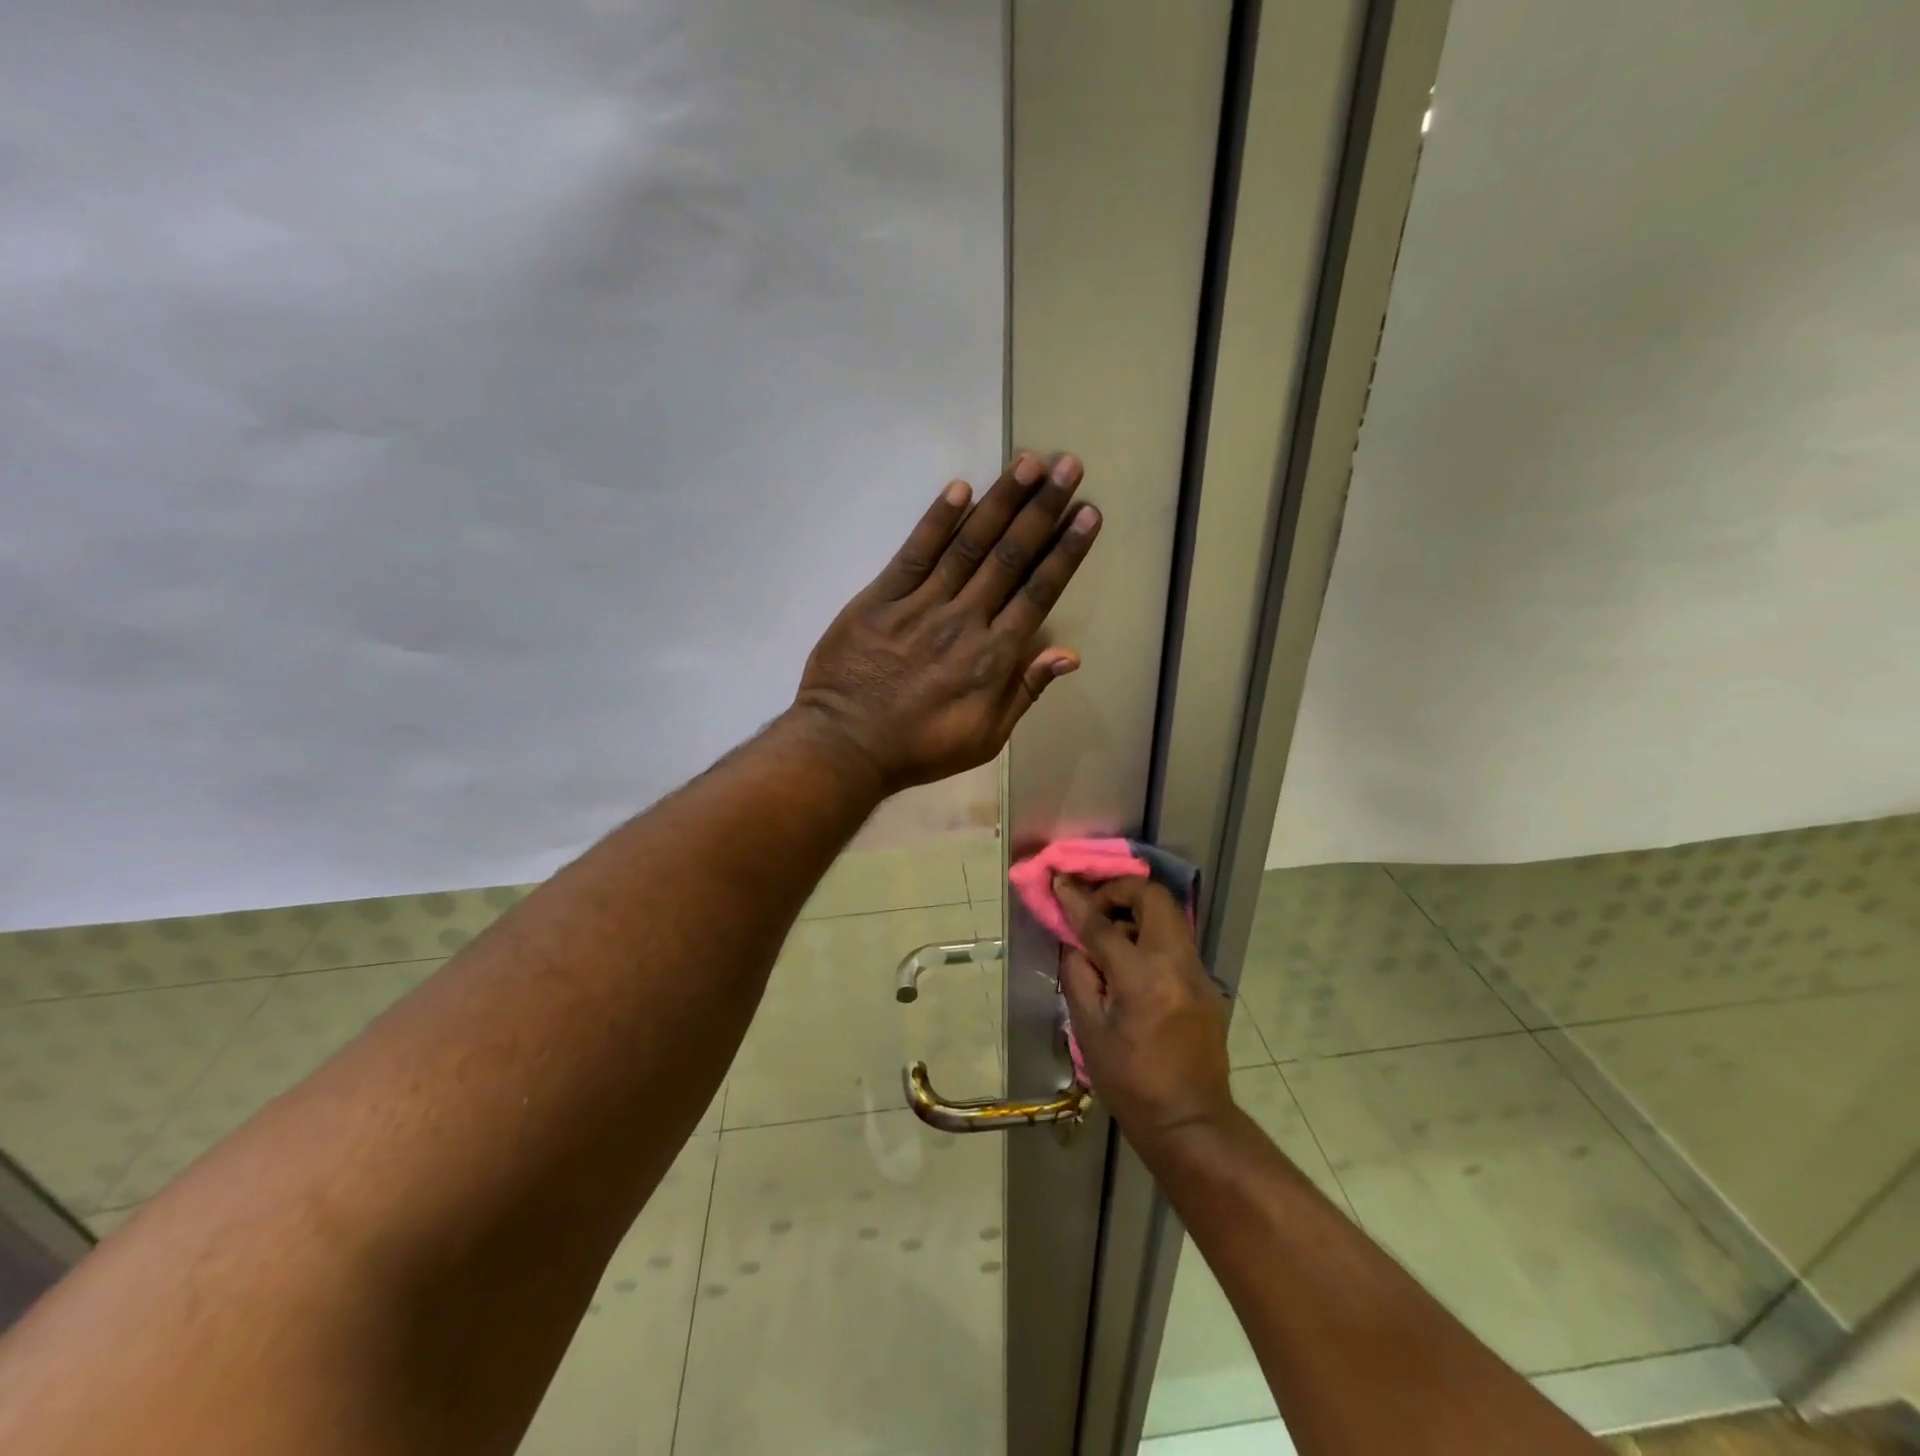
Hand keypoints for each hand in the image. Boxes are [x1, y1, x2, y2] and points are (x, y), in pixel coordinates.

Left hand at [793, 452, 1099, 794]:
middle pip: (1010, 557)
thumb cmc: (921, 748)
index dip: (1065, 551)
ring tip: (1029, 462)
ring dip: (1001, 502)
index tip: (1088, 513)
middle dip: (1043, 509)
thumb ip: (1025, 691)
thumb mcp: (986, 737)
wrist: (846, 746)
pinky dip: (937, 521)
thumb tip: (1069, 654)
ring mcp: (921, 606)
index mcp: (993, 657)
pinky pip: (914, 554)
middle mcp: (964, 621)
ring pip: (969, 546)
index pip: (1038, 592)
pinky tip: (960, 488)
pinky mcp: (880, 599)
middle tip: (1069, 466)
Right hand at [1056, 877, 1234, 1153]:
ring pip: (1169, 915)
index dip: (1078, 900)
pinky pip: (1176, 941)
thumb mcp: (1089, 1031)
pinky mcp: (1206, 983)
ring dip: (1137, 912)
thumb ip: (1079, 975)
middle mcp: (1175, 964)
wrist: (1190, 1121)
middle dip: (1120, 891)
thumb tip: (1075, 943)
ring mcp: (1197, 972)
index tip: (1061, 882)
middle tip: (1096, 908)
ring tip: (1111, 937)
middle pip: (1153, 897)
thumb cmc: (1130, 1082)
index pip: (1103, 924)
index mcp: (1141, 978)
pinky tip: (1132, 964)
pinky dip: (1151, 935)